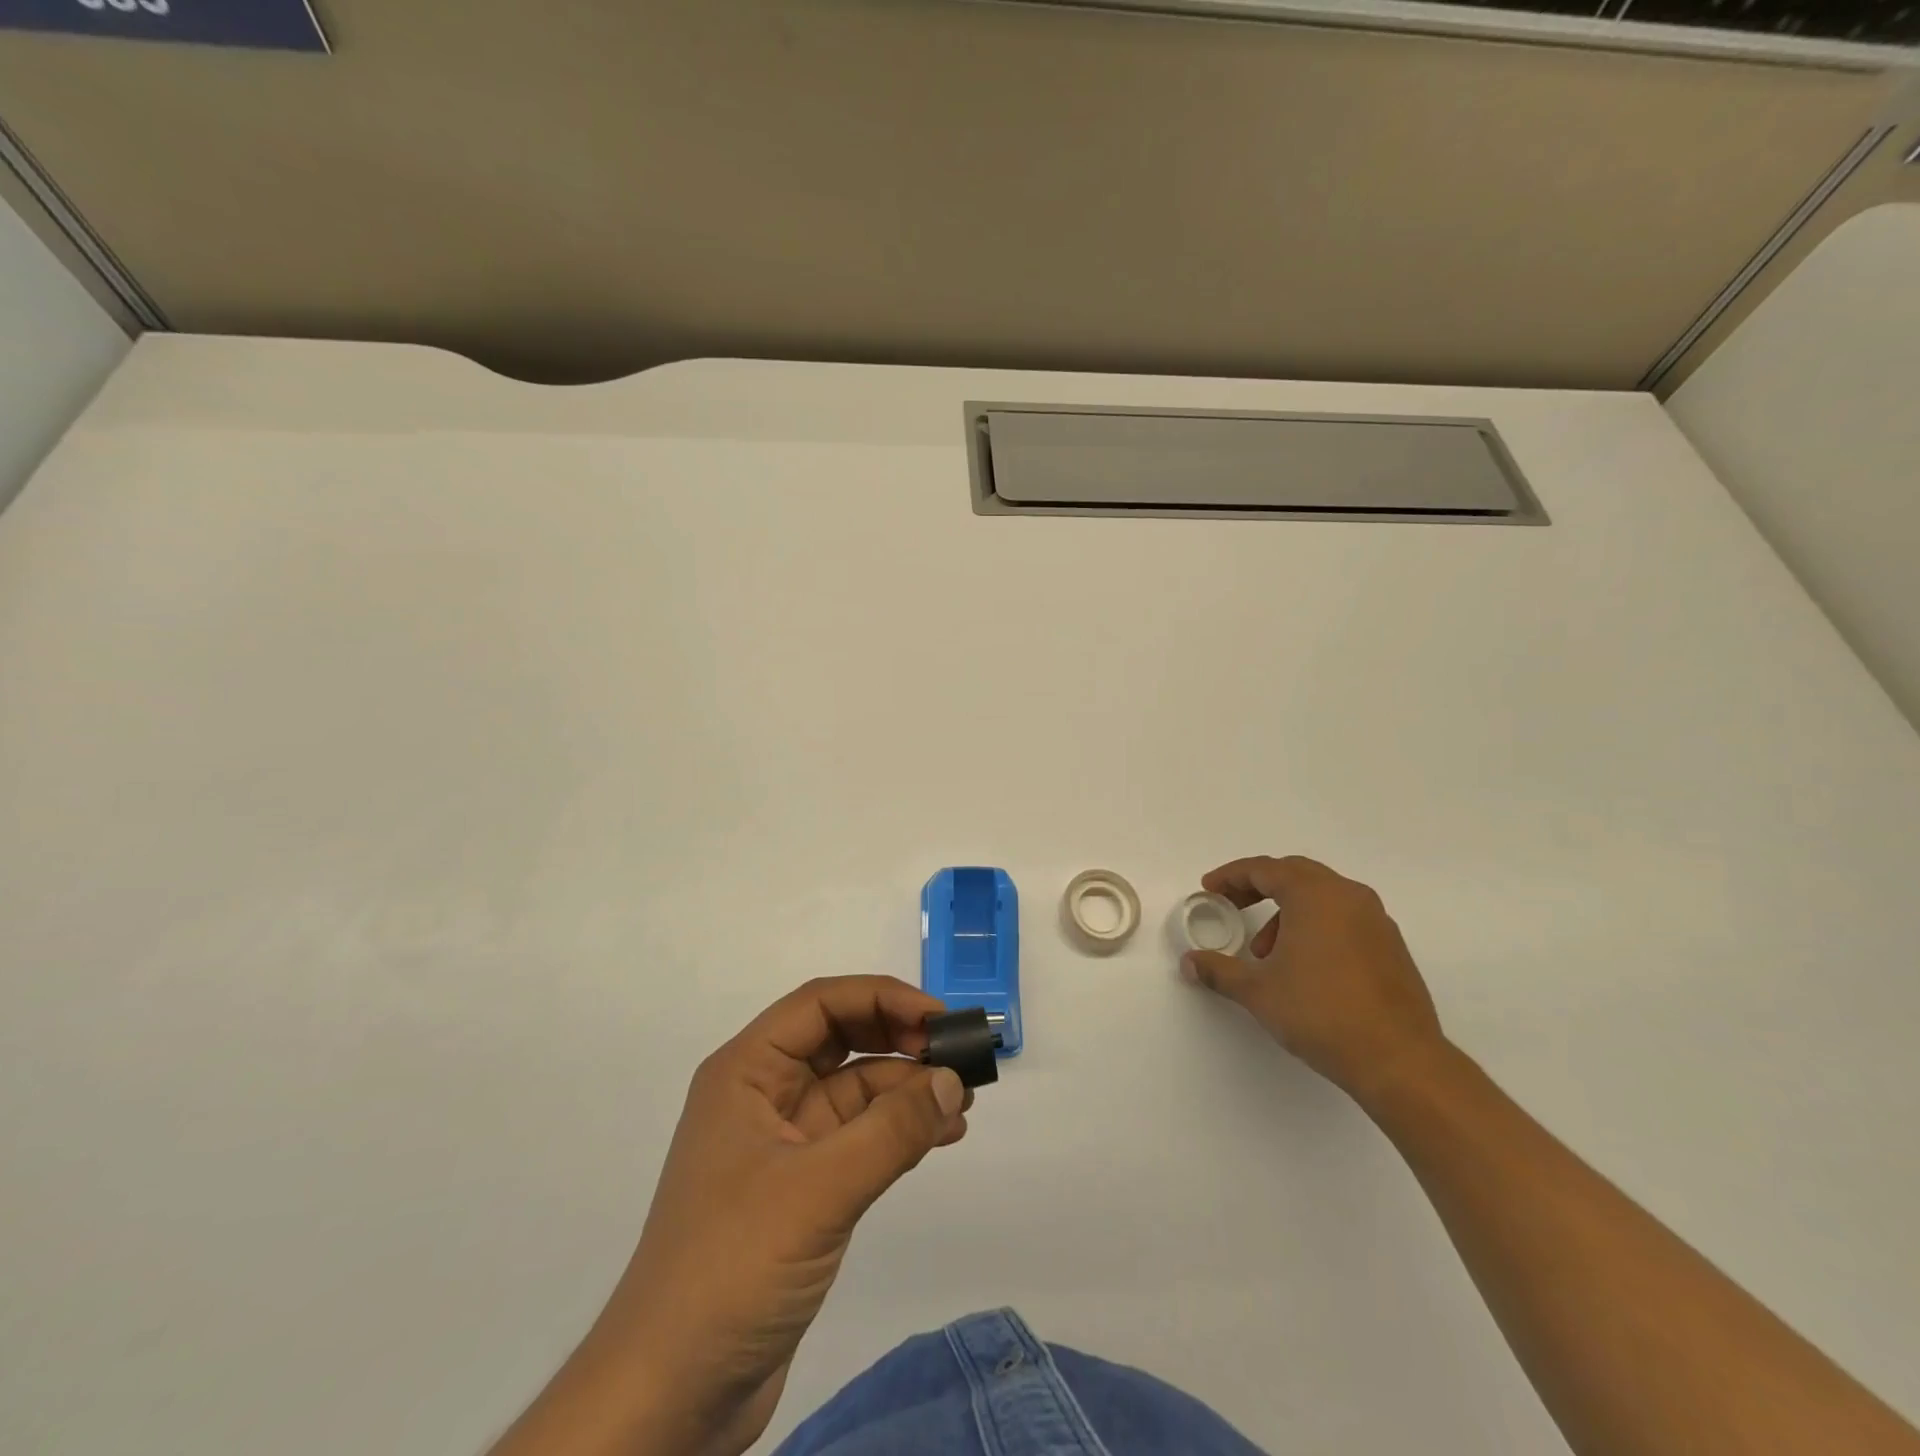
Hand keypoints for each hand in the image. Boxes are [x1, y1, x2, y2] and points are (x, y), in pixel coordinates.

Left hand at [491, 976, 968, 1455]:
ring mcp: (783, 1142)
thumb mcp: (818, 1190)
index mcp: (747, 1071)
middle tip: (957, 1058)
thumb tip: (952, 1081)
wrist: (670, 1396)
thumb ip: (890, 1130)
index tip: (938, 1020)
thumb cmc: (732, 1268)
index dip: (883, 998)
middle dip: (899, 1039)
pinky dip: (899, 1130)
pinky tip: (941, 1136)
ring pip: (855, 1089)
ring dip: (907, 1088)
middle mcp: (763, 1094)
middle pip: (841, 1039)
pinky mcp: (802, 1188)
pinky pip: (859, 1136)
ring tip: (962, 1103)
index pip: (821, 1003)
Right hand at [1182, 855, 1445, 1101]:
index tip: (1209, 889)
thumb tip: (1189, 963)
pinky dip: (1315, 925)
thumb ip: (1219, 970)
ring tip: (1266, 952)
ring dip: (1287, 911)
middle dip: (1258, 887)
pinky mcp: (1391, 946)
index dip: (1231, 876)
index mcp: (1315, 895)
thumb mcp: (1257, 991)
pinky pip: (1343, 917)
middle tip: (1232, 906)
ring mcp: (1376, 920)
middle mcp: (1348, 896)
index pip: (1264, 869)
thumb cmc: (1320, 1013)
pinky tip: (1303, 965)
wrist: (1399, 1060)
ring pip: (1321, 896)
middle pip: (1295, 874)